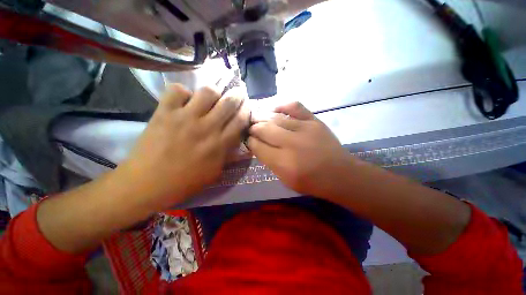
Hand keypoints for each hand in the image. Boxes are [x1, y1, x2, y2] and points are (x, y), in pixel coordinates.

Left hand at [119, 84, 249, 209]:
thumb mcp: (215, 172)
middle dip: (237, 95)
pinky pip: (177, 90)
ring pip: (207, 91)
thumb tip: (237, 140)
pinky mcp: (164, 112)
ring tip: (211, 97)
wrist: (146, 184)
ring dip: (213, 92)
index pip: (240, 120)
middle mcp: (207, 127)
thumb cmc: (185, 182)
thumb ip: (228, 154)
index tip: (246, 106)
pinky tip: (184, 100)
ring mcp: (185, 118)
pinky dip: (182, 92)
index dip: (246, 110)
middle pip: (229, 102)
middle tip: (237, 94)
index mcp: (220, 144)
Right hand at [247, 102, 349, 196]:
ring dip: (263, 118)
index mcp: (283, 163)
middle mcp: (292, 144)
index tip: (249, 140)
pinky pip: (295, 106)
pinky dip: (282, 106)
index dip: (250, 142)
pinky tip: (275, 110)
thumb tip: (258, 146)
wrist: (340, 174)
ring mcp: (304, 129)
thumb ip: (269, 162)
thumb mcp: (285, 179)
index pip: (258, 146)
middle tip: (251, 130)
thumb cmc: (311, 182)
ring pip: (275, 118)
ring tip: (259, 120)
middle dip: (254, 129)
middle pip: (264, 129)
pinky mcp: (314, 121)